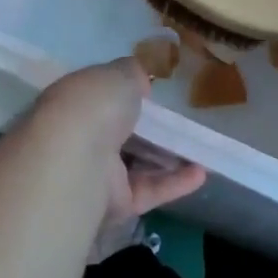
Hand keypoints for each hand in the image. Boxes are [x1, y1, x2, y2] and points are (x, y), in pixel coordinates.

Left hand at [29, 59, 206, 226]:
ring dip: (168, 157)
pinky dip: (175, 182)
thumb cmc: (94, 105)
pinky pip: (148, 189)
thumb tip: (140, 82)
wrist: (76, 161)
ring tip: (201, 148)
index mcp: (75, 101)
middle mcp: (81, 136)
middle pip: (120, 132)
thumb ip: (133, 74)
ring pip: (137, 163)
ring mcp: (97, 172)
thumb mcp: (119, 74)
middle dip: (148, 128)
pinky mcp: (114, 204)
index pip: (101, 96)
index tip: (152, 91)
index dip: (125, 92)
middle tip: (181, 122)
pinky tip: (202, 173)